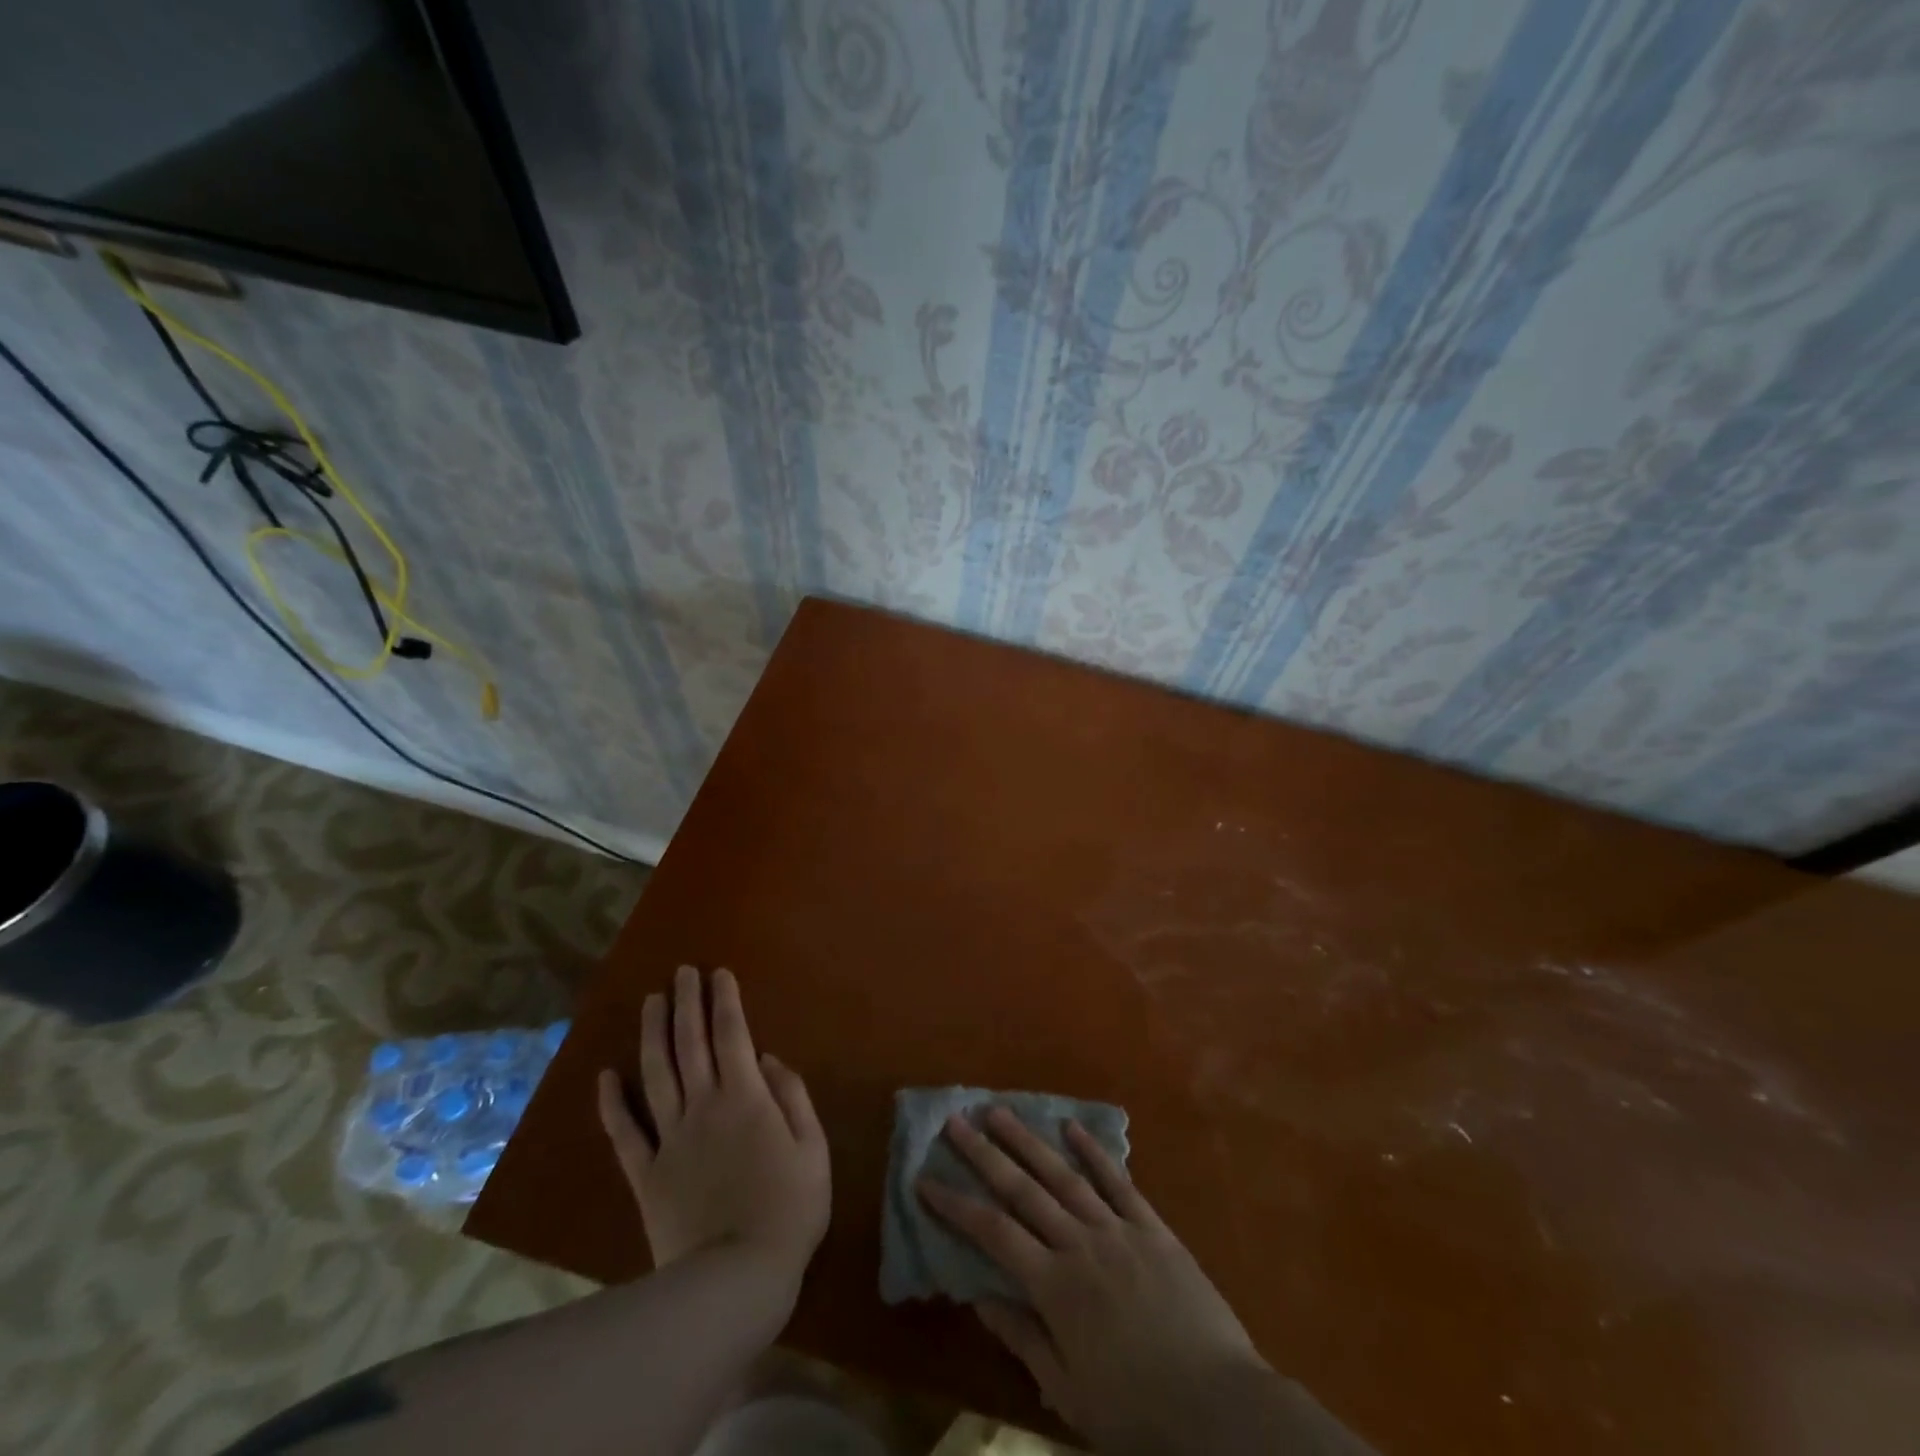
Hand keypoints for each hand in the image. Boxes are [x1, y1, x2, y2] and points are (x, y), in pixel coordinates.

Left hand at [597, 966, 829, 1289]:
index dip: (724, 1001)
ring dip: (652, 1035)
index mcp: (746, 1097)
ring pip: (656, 1075)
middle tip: (681, 972)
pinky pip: (625, 1133)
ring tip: (650, 1002)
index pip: (732, 1035)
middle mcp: (704, 1106)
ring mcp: (670, 1139)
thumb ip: (792, 1097)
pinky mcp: (646, 1174)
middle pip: (689, 1044)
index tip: (718, 973)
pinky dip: (613, 1104)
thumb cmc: (789, 1208)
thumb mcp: (813, 1148)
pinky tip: (605, 1076)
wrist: (736, 1278)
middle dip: (686, 1003)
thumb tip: (769, 1059)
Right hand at [919, 1108, 1270, 1455]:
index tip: (925, 1180)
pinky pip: (1118, 1181)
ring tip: (999, 1112)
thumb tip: (979, 1295)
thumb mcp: (1070, 1393)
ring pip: (1063, 1175)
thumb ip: (1024, 1338)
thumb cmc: (1138, 1412)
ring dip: (1028, 1141)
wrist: (1220, 1408)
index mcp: (1055, 1287)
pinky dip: (1093, 1151)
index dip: (956, 1206)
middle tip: (955, 1122)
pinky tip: (1072, 1126)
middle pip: (1023, 1190)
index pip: (992, 1234)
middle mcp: (1080, 1245)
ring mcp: (1118, 1230)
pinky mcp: (1152, 1227)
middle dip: (984, 1154)